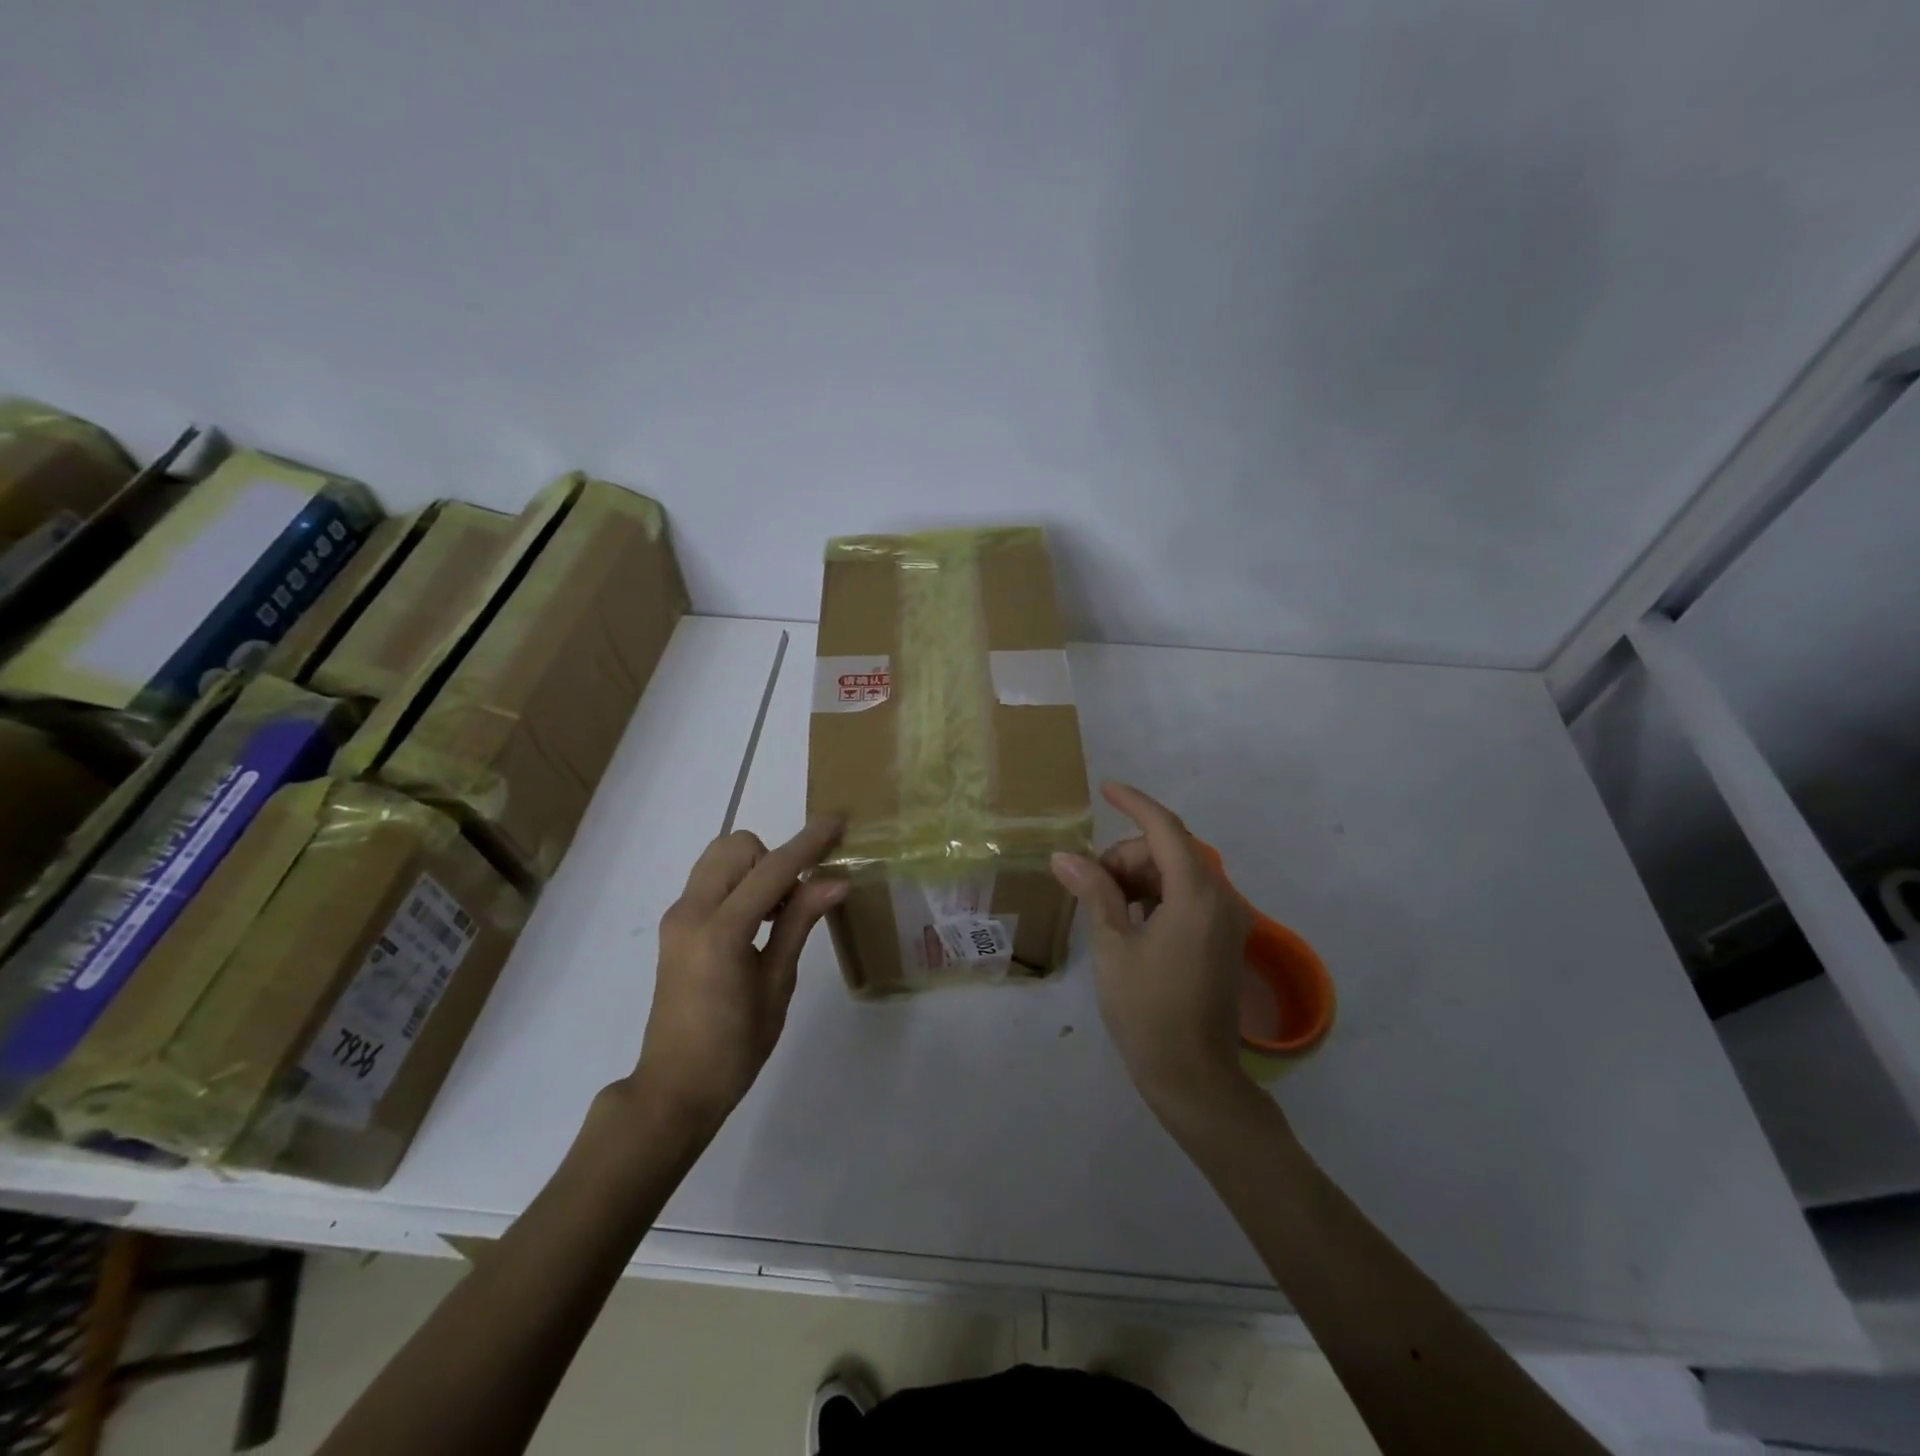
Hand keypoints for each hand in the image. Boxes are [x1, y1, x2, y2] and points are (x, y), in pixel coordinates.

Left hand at [633, 816, 846, 1136]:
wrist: (675, 1089)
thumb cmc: (735, 1048)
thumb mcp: (777, 984)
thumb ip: (799, 923)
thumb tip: (835, 880)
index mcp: (720, 931)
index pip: (772, 869)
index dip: (808, 843)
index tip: (837, 821)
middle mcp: (691, 912)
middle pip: (736, 847)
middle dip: (773, 858)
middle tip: (793, 902)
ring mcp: (677, 918)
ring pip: (719, 858)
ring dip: (755, 869)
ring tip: (776, 915)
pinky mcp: (674, 927)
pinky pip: (711, 881)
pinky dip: (739, 884)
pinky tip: (757, 924)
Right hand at [1051, 782, 1251, 1116]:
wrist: (1194, 1078)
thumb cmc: (1148, 1012)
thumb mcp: (1113, 947)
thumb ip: (1094, 892)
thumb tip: (1065, 856)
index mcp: (1198, 896)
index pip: (1165, 829)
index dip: (1133, 803)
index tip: (1105, 789)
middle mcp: (1222, 899)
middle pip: (1169, 851)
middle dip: (1127, 856)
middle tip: (1090, 885)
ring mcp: (1227, 920)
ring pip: (1177, 872)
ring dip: (1139, 876)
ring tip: (1105, 907)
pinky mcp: (1223, 938)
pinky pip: (1187, 896)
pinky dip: (1155, 895)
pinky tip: (1128, 920)